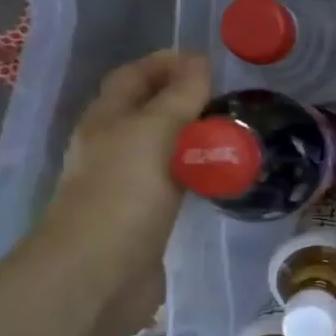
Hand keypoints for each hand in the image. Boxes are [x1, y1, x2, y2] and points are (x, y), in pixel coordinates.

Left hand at [37, 50, 211, 335]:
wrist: (99, 274)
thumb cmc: (122, 195)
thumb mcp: (153, 133)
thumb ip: (179, 96)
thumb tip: (201, 60)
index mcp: (106, 121)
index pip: (134, 77)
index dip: (166, 63)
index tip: (210, 61)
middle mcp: (113, 148)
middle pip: (149, 112)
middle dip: (186, 100)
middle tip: (232, 99)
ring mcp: (128, 185)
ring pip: (165, 149)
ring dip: (195, 138)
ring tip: (236, 134)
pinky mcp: (146, 218)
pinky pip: (176, 183)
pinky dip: (198, 174)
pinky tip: (223, 178)